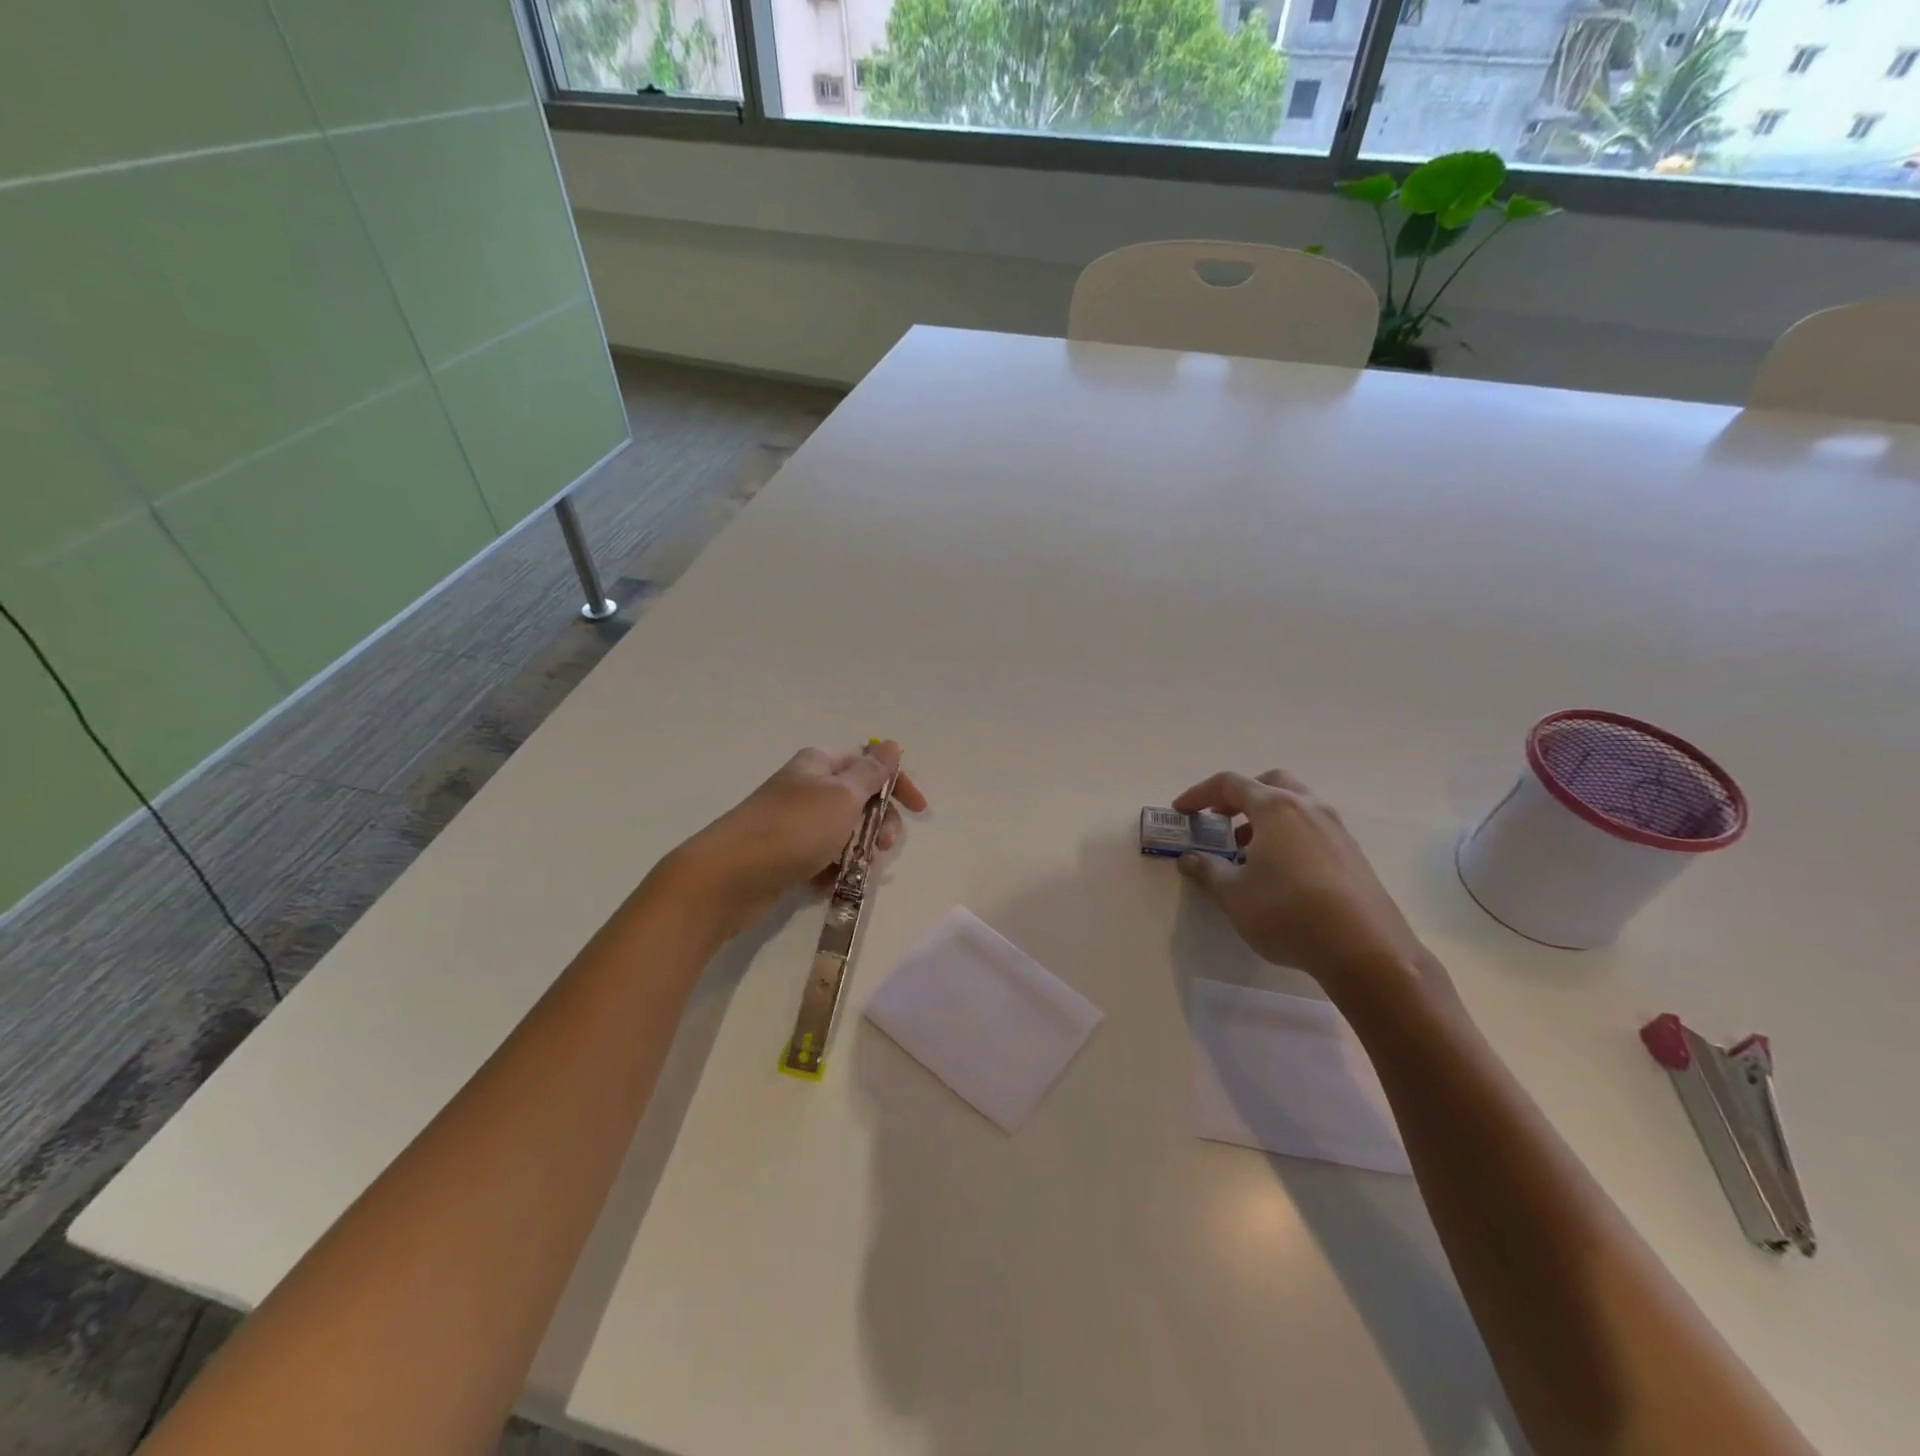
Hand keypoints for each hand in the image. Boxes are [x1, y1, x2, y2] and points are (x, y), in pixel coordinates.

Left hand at [661, 741, 927, 936]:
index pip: (871, 765)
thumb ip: (871, 773)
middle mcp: (808, 788)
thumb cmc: (793, 829)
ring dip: (858, 851)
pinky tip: (828, 885)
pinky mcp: (786, 855)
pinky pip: (823, 859)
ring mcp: (795, 823)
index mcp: (820, 765)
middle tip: (881, 846)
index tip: (919, 811)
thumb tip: (890, 744)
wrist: (728, 877)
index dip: (898, 785)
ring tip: (854, 870)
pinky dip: (832, 871)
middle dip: (878, 824)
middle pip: (861, 801)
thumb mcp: (842, 796)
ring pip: (844, 834)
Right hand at [1172, 769, 1426, 990]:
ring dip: (1267, 818)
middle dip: (1241, 797)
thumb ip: (1208, 870)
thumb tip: (1190, 859)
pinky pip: (1313, 830)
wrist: (1365, 950)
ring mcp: (1336, 830)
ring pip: (1296, 805)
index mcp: (1275, 808)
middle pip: (1271, 783)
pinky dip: (1289, 836)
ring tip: (1247, 852)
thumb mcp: (1234, 895)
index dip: (1199, 794)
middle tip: (1221, 821)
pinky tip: (1280, 873)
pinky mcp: (1353, 855)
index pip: (1230, 784)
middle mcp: (1309, 808)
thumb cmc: (1287, 912)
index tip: (1181, 811)